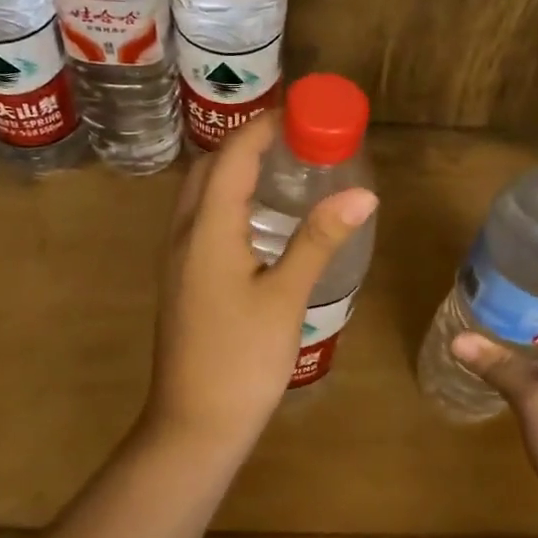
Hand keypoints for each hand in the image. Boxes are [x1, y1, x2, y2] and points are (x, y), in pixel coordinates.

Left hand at [141, 113, 377, 459]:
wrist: (195, 424)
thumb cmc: (242, 360)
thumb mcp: (286, 298)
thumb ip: (319, 240)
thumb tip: (361, 192)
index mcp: (206, 231)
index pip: (231, 157)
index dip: (263, 128)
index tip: (301, 113)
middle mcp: (182, 236)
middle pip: (207, 170)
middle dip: (246, 145)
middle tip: (295, 142)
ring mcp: (176, 261)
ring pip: (200, 197)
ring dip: (234, 174)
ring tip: (282, 173)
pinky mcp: (181, 283)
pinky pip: (201, 223)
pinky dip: (227, 204)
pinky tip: (261, 225)